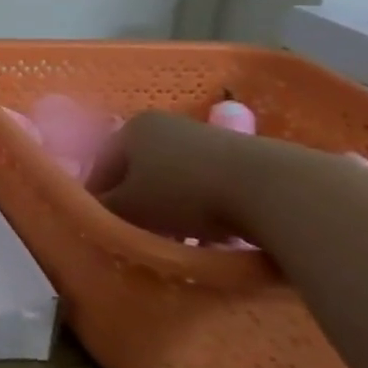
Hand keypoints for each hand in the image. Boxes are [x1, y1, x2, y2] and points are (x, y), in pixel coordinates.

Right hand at [87, 110, 262, 242]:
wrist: (273, 189)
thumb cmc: (184, 193)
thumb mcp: (130, 208)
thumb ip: (103, 211)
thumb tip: (93, 217)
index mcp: (132, 128)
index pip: (101, 167)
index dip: (98, 201)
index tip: (105, 230)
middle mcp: (166, 124)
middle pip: (139, 172)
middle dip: (138, 205)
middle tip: (141, 237)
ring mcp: (207, 137)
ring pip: (174, 181)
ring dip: (171, 210)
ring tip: (179, 242)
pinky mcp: (243, 157)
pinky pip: (208, 187)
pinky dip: (204, 210)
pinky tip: (212, 236)